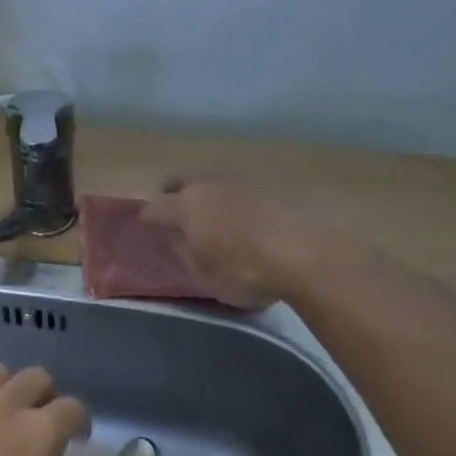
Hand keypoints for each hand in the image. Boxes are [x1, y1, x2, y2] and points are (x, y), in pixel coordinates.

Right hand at [142, 179, 377, 303]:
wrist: (310, 254)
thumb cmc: (246, 271)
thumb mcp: (205, 275)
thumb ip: (185, 253)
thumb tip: (176, 239)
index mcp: (186, 206)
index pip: (156, 209)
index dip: (148, 217)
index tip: (145, 223)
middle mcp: (211, 185)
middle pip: (185, 181)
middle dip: (175, 191)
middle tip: (173, 202)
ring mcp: (245, 180)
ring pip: (217, 182)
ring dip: (212, 194)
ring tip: (216, 212)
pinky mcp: (277, 185)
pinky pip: (248, 190)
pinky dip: (242, 201)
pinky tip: (251, 216)